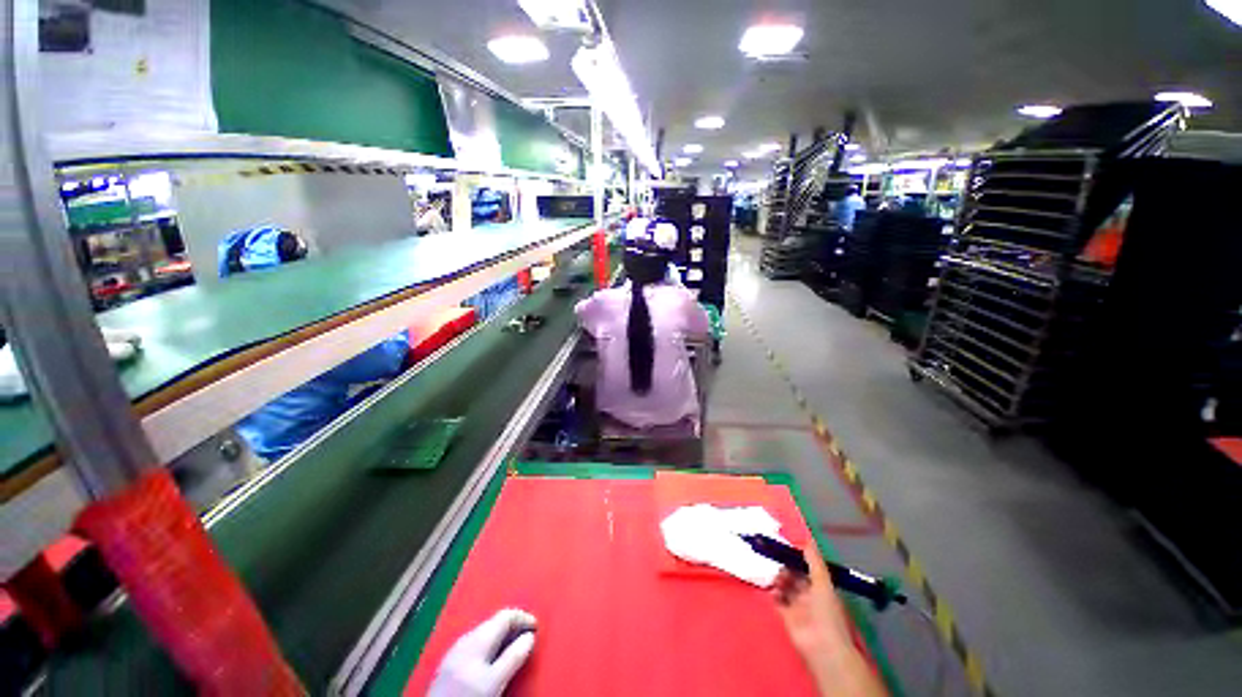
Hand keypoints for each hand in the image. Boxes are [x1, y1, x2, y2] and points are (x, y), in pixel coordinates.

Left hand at [428, 609, 536, 696]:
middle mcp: (466, 638)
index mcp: (478, 636)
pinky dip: (490, 646)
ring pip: (485, 633)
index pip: (506, 614)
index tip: (536, 627)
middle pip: (495, 622)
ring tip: (514, 648)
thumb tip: (530, 637)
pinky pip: (476, 645)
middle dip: (513, 627)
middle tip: (528, 636)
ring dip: (502, 637)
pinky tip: (492, 660)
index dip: (524, 617)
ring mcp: (456, 650)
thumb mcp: (494, 680)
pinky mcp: (450, 663)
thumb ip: (513, 657)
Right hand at [772, 544, 853, 660]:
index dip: (796, 557)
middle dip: (785, 565)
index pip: (806, 566)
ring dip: (779, 577)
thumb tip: (806, 538)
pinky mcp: (786, 615)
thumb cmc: (826, 611)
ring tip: (776, 576)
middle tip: (775, 558)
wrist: (821, 645)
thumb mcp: (823, 581)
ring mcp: (797, 605)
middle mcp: (809, 593)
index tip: (784, 545)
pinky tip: (773, 589)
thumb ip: (814, 560)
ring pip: (784, 585)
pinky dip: (774, 592)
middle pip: (794, 574)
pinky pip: (777, 599)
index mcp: (820, 585)